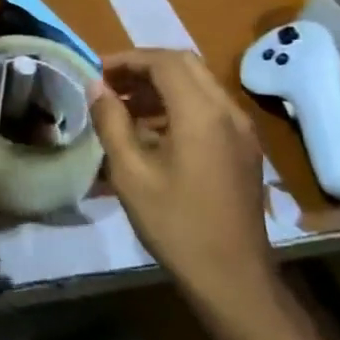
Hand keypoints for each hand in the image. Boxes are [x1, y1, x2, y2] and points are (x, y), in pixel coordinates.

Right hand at [87, 50, 273, 314]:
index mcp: (201, 113)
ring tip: (124, 106)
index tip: (96, 72)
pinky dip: (179, 104)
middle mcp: (228, 111)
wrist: (233, 278)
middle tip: (110, 85)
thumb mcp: (131, 174)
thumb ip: (111, 122)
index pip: (163, 61)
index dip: (126, 60)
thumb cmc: (176, 225)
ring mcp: (242, 130)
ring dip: (161, 85)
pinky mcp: (244, 148)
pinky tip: (152, 130)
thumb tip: (96, 86)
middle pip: (184, 65)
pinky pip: (209, 108)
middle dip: (144, 67)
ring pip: (199, 85)